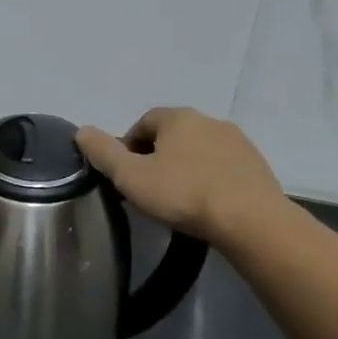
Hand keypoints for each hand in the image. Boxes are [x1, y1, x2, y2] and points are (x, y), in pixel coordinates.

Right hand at [76, 107, 286, 244]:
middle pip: (172, 134)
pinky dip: (208, 178)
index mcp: (178, 118)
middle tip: (148, 188)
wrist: (250, 220)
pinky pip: (222, 166)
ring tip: (177, 198)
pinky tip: (205, 203)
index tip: (125, 174)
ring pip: (198, 150)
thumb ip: (103, 152)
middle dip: (156, 156)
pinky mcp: (257, 164)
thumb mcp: (130, 176)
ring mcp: (238, 141)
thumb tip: (81, 130)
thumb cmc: (183, 194)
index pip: (143, 122)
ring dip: (184, 167)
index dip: (128, 146)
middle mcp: (209, 120)